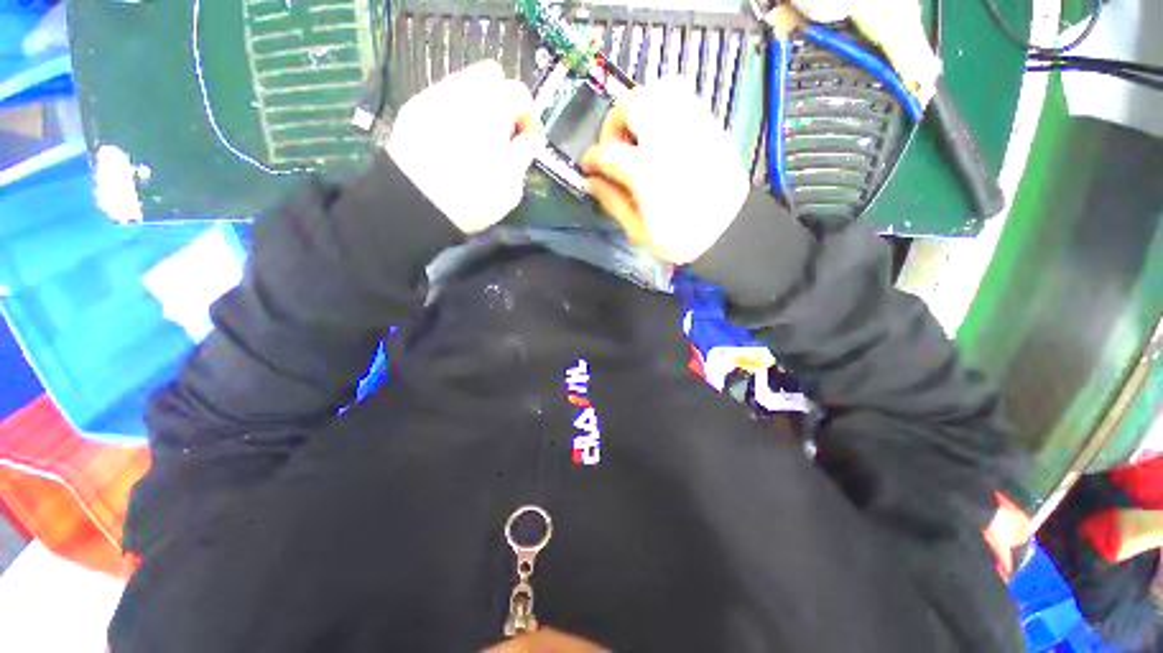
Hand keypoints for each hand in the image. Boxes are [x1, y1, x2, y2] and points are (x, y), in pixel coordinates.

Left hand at [387, 60, 544, 233]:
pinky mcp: (414, 109)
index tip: (530, 140)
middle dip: (503, 99)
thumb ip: (524, 154)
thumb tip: (530, 138)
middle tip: (505, 132)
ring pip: (464, 84)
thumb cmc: (473, 196)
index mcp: (494, 108)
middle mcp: (464, 91)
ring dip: (478, 105)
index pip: (520, 93)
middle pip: (490, 75)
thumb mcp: (512, 184)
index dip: (530, 117)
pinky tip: (454, 140)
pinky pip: (442, 99)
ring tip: (478, 138)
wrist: (417, 202)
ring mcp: (435, 96)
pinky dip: (455, 112)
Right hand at [581, 79, 749, 264]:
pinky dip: (668, 108)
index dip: (592, 158)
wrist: (729, 234)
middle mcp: (669, 140)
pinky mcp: (713, 128)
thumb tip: (592, 181)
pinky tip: (665, 135)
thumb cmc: (680, 239)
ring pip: (663, 88)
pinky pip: (687, 99)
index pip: (607, 152)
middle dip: (615, 120)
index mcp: (647, 172)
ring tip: (640, 133)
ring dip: (643, 106)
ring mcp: (695, 129)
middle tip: (615, 144)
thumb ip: (612, 202)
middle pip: (633, 103)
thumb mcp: (638, 231)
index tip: (589, 167)